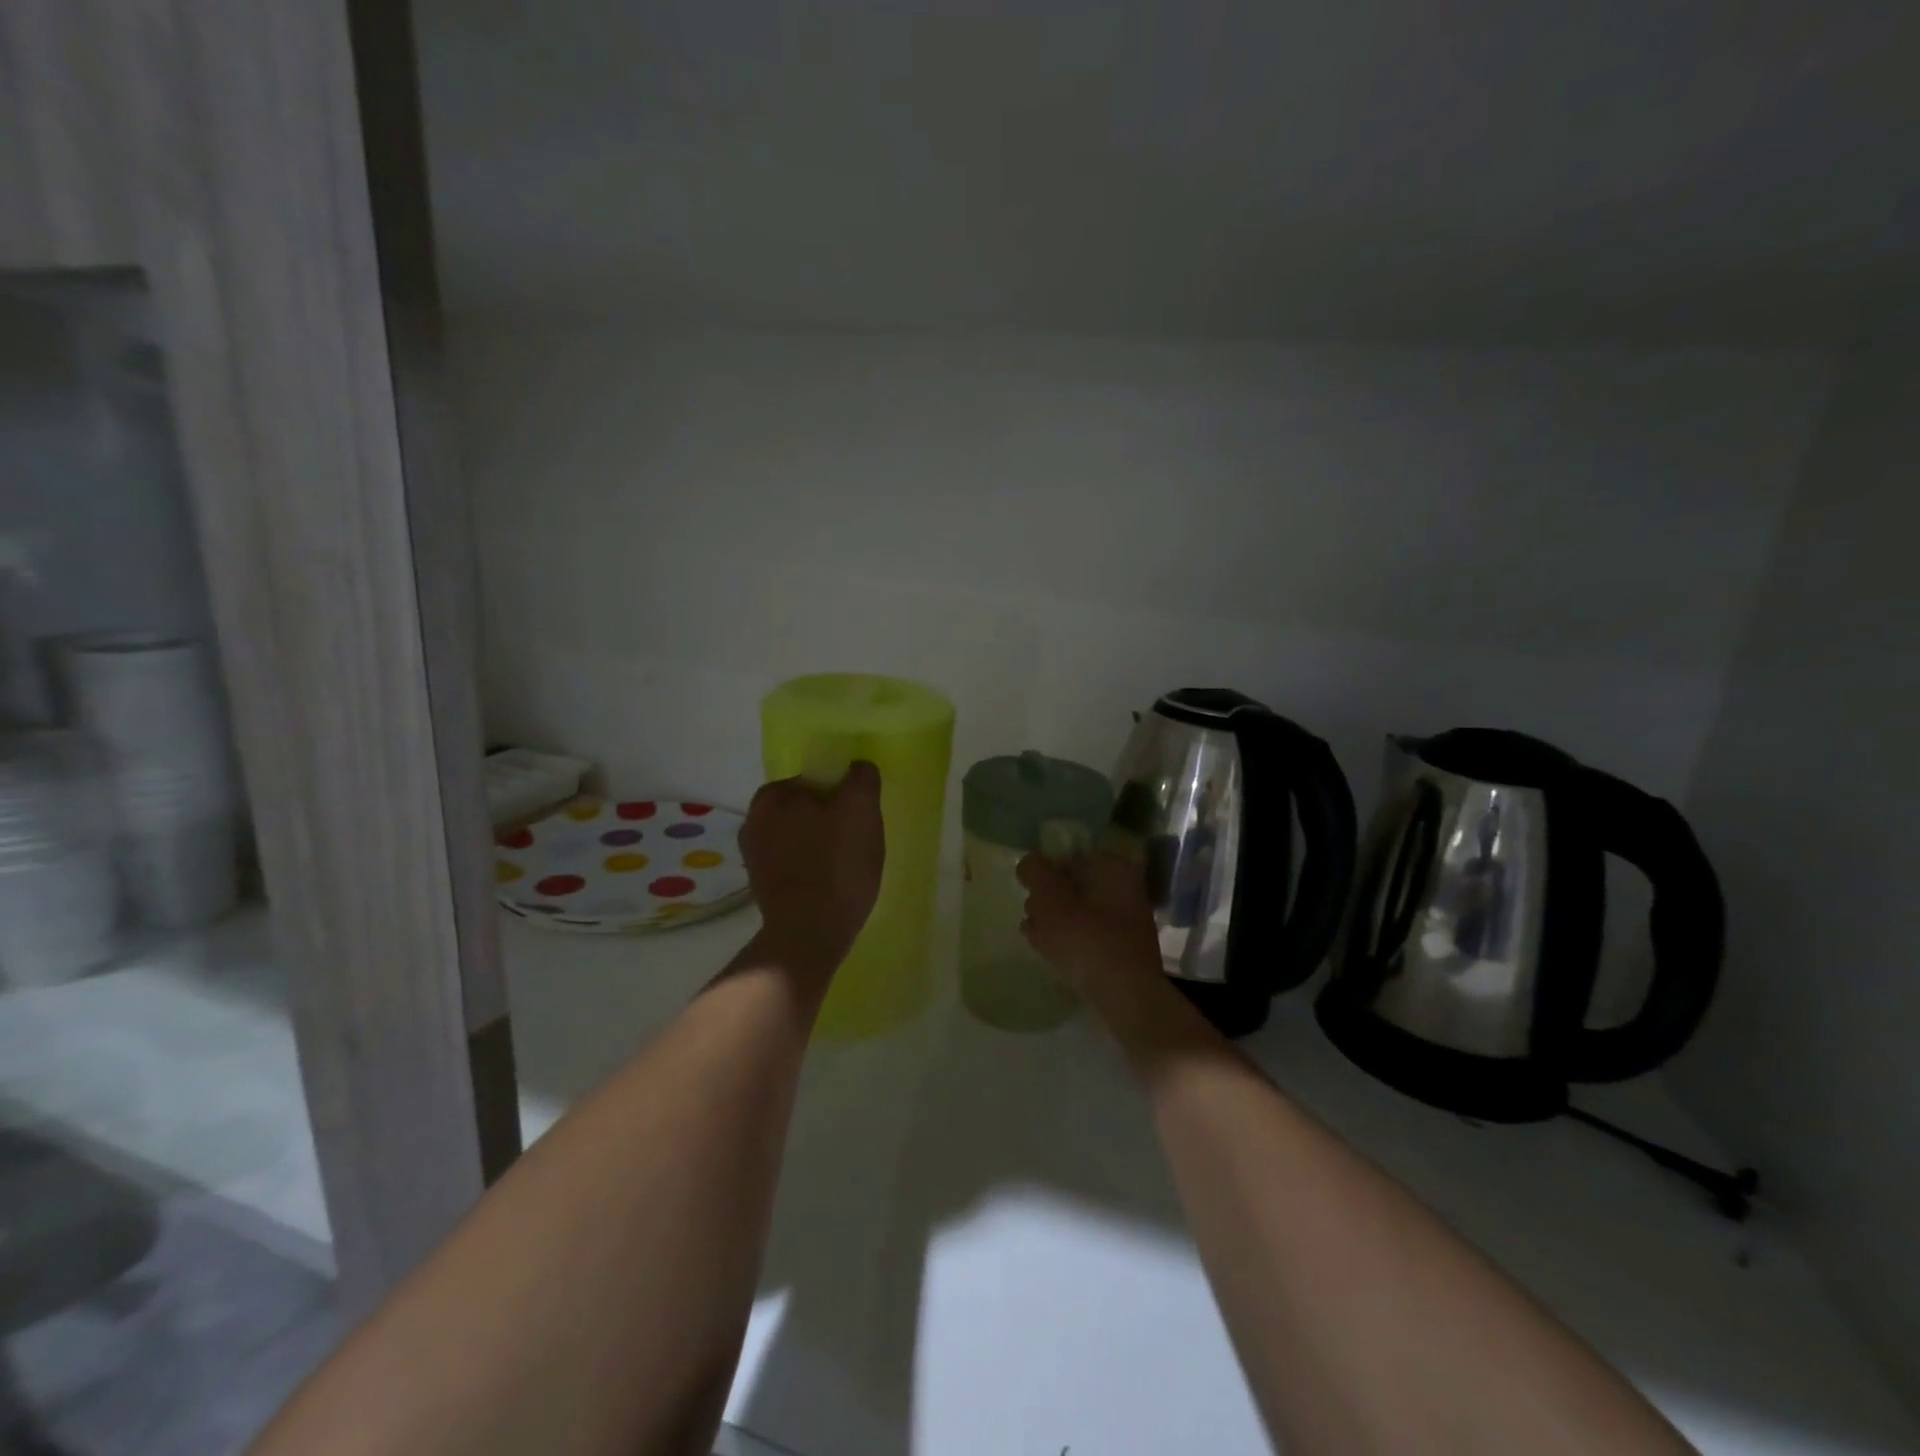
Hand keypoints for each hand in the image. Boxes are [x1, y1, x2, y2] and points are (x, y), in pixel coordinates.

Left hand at [741, 760, 885, 982]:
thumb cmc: (836, 865)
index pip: (814, 780)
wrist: (808, 934)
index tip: (858, 817)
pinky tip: (830, 885)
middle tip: (857, 842)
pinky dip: (812, 869)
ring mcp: (753, 857)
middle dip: (830, 820)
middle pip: (806, 809)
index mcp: (770, 796)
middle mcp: (752, 821)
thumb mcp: (861, 809)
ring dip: (821, 845)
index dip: (841, 795)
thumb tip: (858, 768)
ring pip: (800, 838)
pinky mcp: (761, 887)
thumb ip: (861, 778)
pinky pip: (794, 864)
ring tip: (847, 867)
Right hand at [1016, 849, 1167, 1015]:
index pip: (1069, 857)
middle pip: (1074, 886)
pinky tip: (1051, 954)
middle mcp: (1125, 888)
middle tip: (1030, 916)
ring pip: (1080, 912)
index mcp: (1112, 867)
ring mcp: (1128, 920)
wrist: (1126, 997)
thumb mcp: (1049, 899)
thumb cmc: (1085, 939)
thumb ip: (1035, 872)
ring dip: (1054, 922)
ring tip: (1034, 938)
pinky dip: (1070, 941)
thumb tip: (1030, 863)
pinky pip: (1090, 936)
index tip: (1028, 893)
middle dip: (1047, 900)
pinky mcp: (1125, 949)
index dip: (1043, 874)